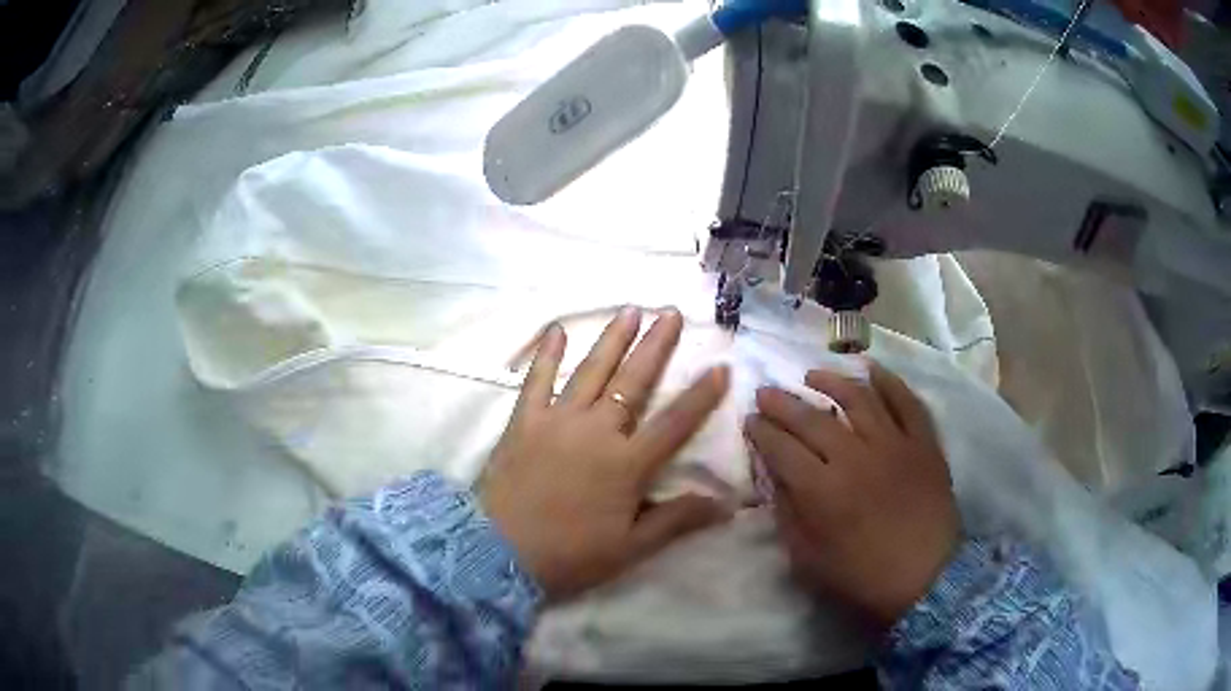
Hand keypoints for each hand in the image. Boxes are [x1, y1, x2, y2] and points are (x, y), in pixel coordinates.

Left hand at [480, 307, 731, 600]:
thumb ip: (678, 520)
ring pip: (592, 371)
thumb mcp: (631, 547)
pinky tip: (557, 330)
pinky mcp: (523, 422)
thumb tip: (728, 504)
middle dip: (656, 346)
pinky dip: (547, 354)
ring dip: (613, 339)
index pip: (675, 423)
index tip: (721, 366)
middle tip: (671, 313)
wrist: (498, 553)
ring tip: (631, 310)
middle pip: (633, 382)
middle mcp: (596, 432)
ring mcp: (557, 421)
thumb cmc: (570, 555)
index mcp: (626, 464)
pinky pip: (537, 380)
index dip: (700, 396)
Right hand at [745, 362, 958, 627]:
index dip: (762, 432)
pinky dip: (888, 382)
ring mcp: (893, 444)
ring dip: (830, 382)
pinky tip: (871, 369)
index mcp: (823, 491)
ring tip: (812, 375)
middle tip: (766, 392)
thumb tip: (774, 479)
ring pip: (858, 399)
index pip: (782, 449)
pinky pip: (905, 402)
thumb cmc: (864, 576)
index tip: (750, 420)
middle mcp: (855, 457)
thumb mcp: (810, 561)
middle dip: (783, 403)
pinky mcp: (922, 442)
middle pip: (812, 419)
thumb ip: (788, 516)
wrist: (927, 577)